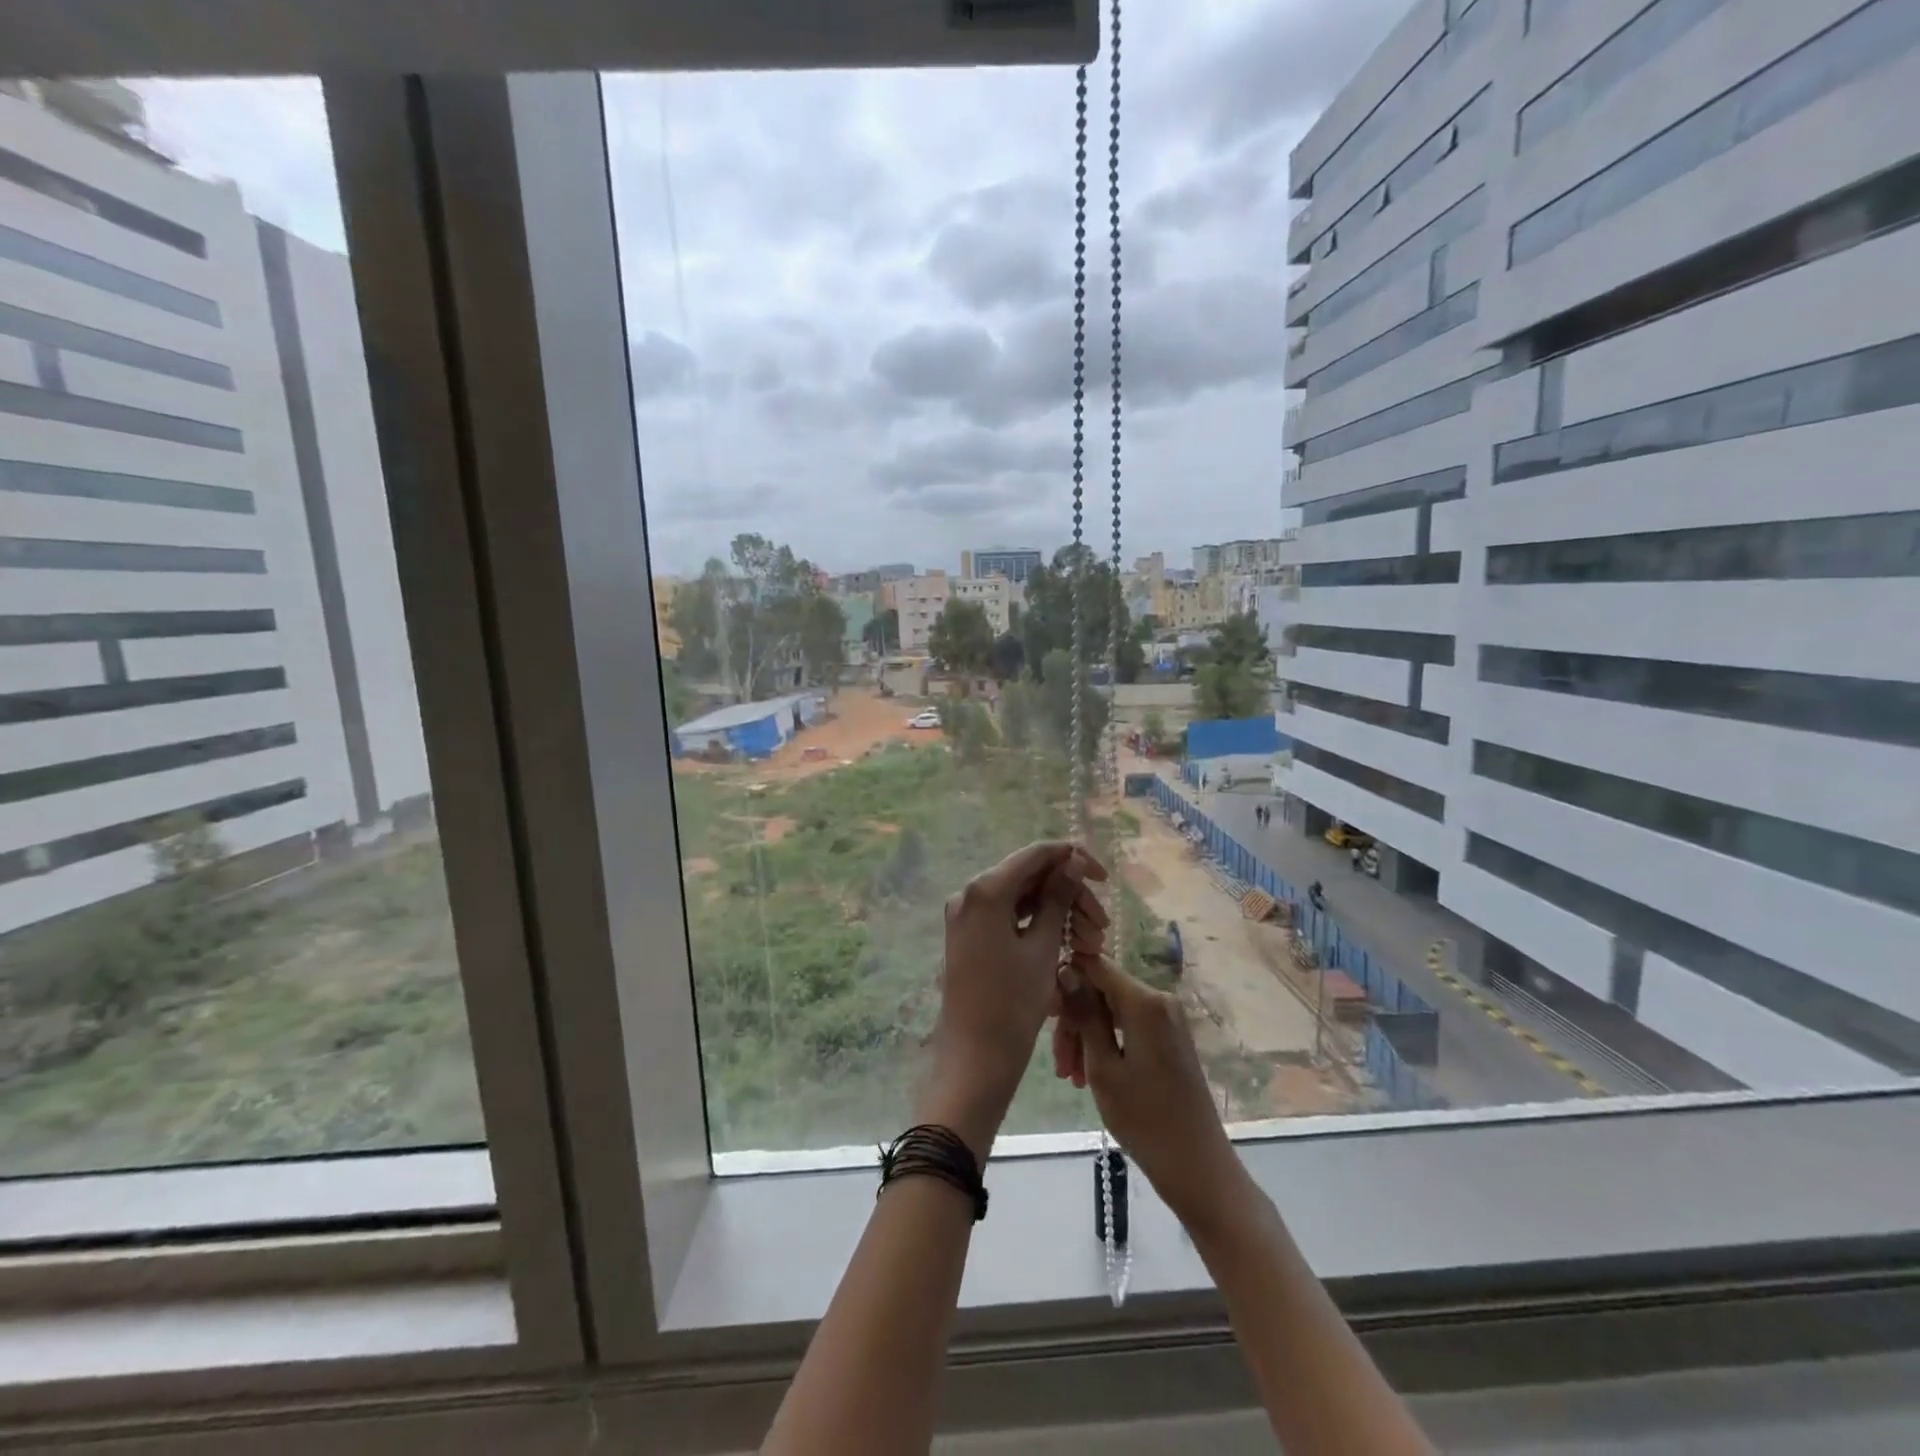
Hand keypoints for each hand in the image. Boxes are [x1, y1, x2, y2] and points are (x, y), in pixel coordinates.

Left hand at [918, 842, 1108, 1159]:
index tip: (1103, 876)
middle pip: (1029, 877)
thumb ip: (1058, 898)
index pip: (1036, 855)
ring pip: (1021, 899)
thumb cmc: (1012, 1004)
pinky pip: (1008, 917)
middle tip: (1101, 926)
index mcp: (985, 890)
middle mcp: (969, 894)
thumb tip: (1074, 861)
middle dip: (1068, 895)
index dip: (1072, 858)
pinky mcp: (969, 935)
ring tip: (1089, 943)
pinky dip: (1036, 926)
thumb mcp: (1043, 948)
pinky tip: (1065, 945)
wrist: (974, 1058)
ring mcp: (966, 915)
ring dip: (1056, 913)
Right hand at [1054, 952, 1243, 1230]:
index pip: (1095, 964)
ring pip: (1111, 1010)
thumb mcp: (1103, 1066)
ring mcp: (1167, 1019)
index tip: (1045, 1012)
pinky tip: (1090, 1075)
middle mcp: (1159, 999)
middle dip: (1075, 1020)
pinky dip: (1106, 1044)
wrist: (1197, 1166)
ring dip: (1086, 1037)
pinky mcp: (1169, 1037)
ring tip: (1071, 1078)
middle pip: (1102, 990)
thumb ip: (1084, 1014)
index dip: (1066, 979)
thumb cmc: (1144, 1119)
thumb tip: (1065, 970)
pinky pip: (1127, 1026)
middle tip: (1059, 1062)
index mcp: (1145, 1001)